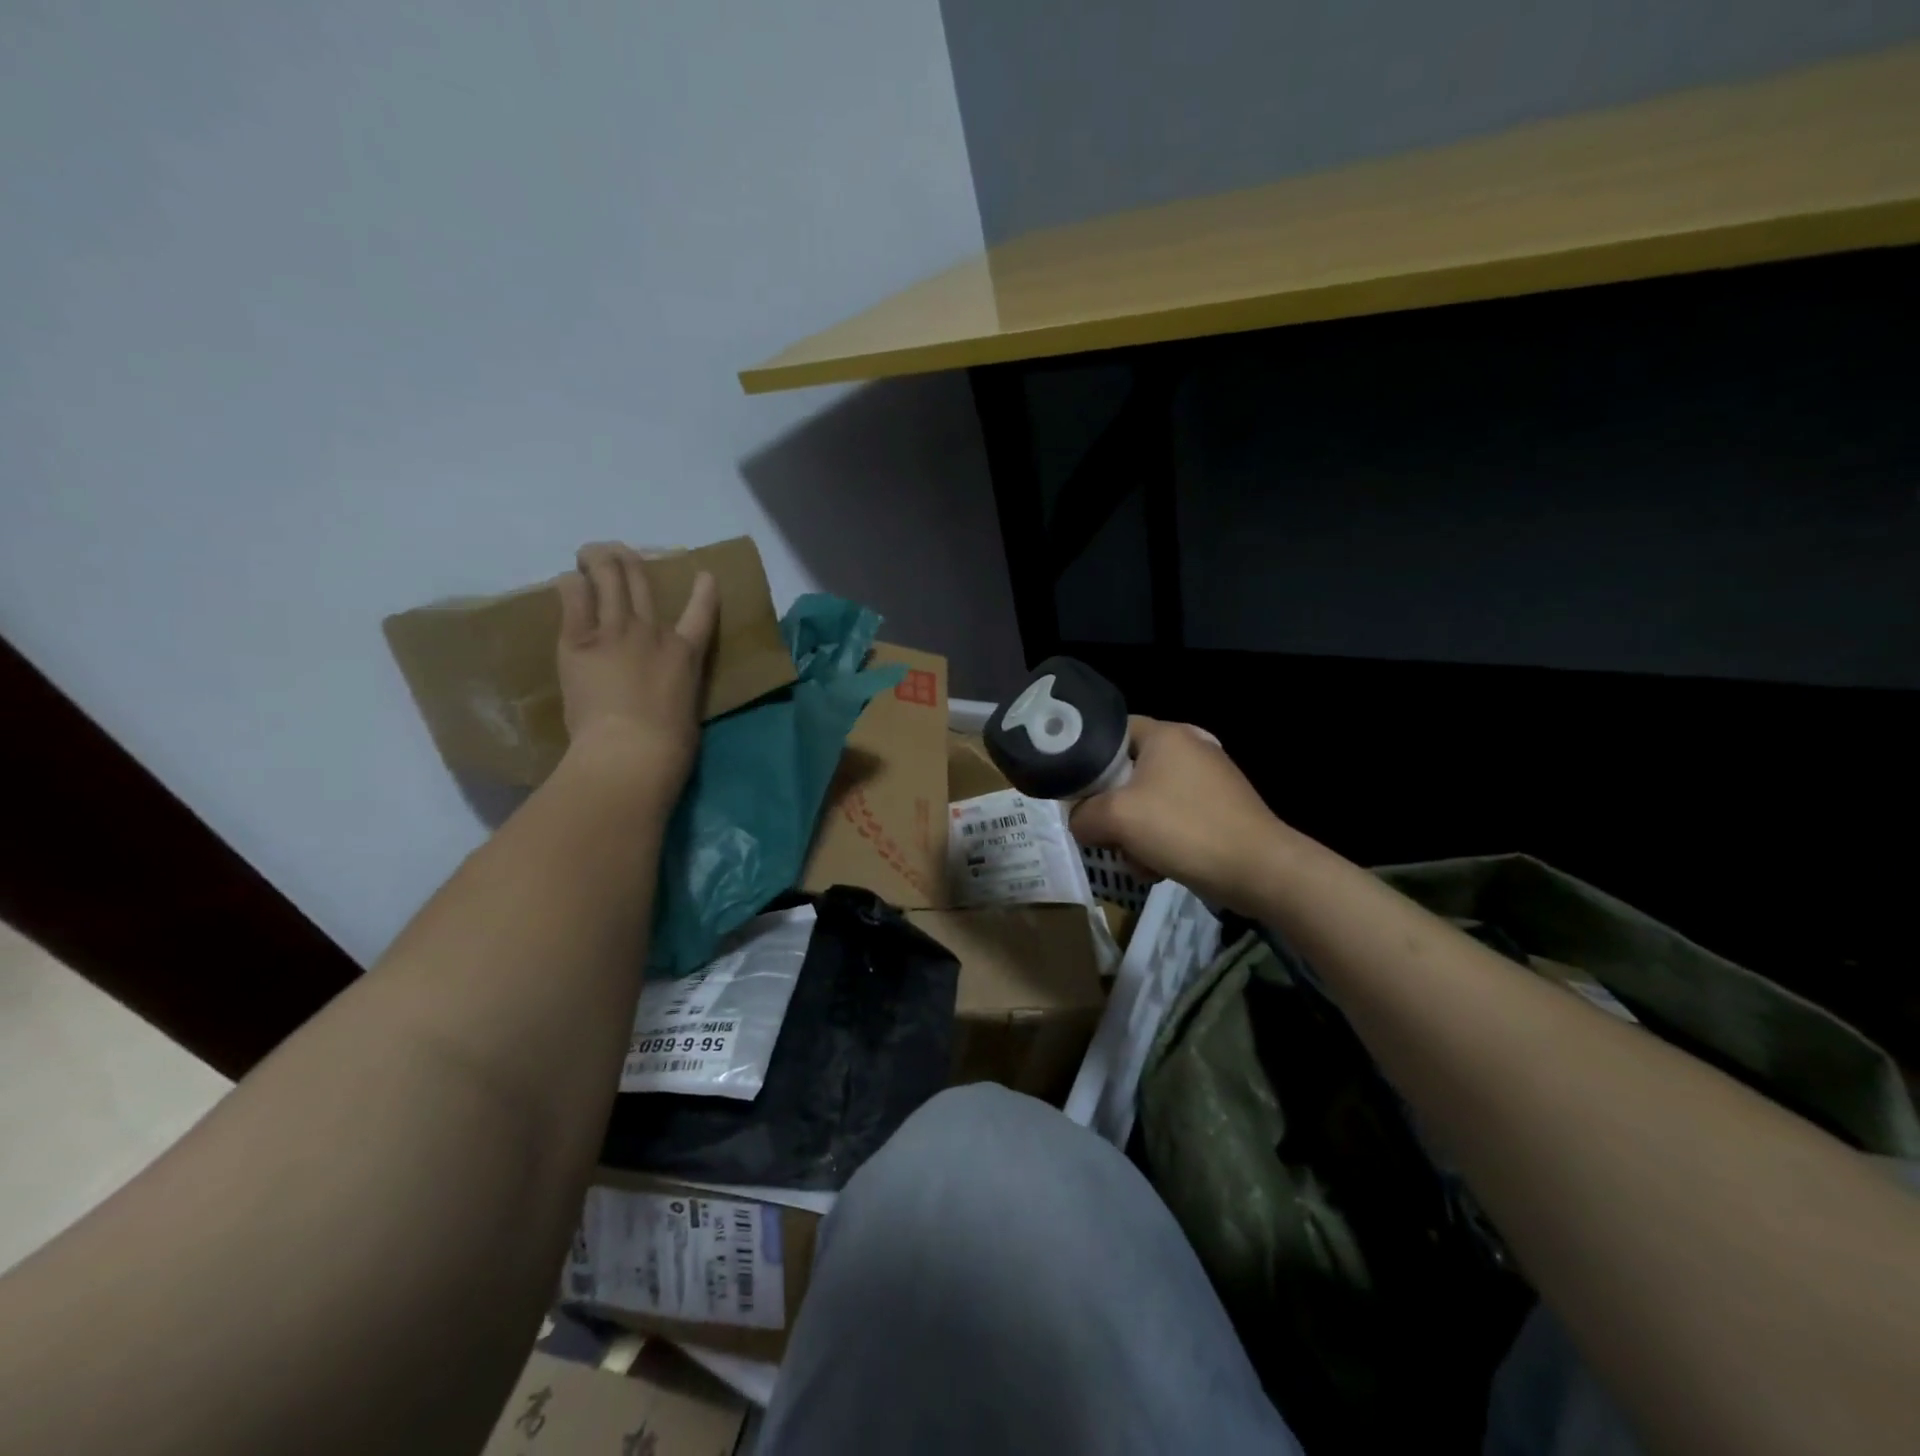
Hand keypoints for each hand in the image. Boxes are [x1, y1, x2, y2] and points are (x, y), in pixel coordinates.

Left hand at [556, 543, 717, 789]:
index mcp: (686, 654)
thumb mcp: (686, 710)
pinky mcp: (580, 639)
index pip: (702, 612)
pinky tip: (568, 582)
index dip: (704, 590)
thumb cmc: (668, 745)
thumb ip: (675, 689)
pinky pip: (574, 595)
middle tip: (617, 555)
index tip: (704, 575)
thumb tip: (663, 693)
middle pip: (641, 581)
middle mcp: (653, 632)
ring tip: (588, 555)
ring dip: (597, 558)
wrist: (632, 749)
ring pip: (607, 575)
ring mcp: (616, 631)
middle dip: (627, 560)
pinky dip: (571, 583)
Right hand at [1070, 716, 1287, 913]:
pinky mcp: (1220, 807)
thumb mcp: (1117, 819)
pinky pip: (1174, 817)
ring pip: (1149, 800)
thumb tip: (1080, 822)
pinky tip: (1160, 866)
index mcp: (1166, 734)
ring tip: (1137, 860)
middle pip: (1128, 771)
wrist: (1258, 869)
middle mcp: (1189, 746)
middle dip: (1112, 808)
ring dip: (1135, 832)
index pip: (1110, 731)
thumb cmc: (1184, 829)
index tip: (1077, 792)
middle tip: (1106, 834)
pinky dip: (1162, 840)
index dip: (1087, 759)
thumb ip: (1083, 815)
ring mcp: (1209, 778)